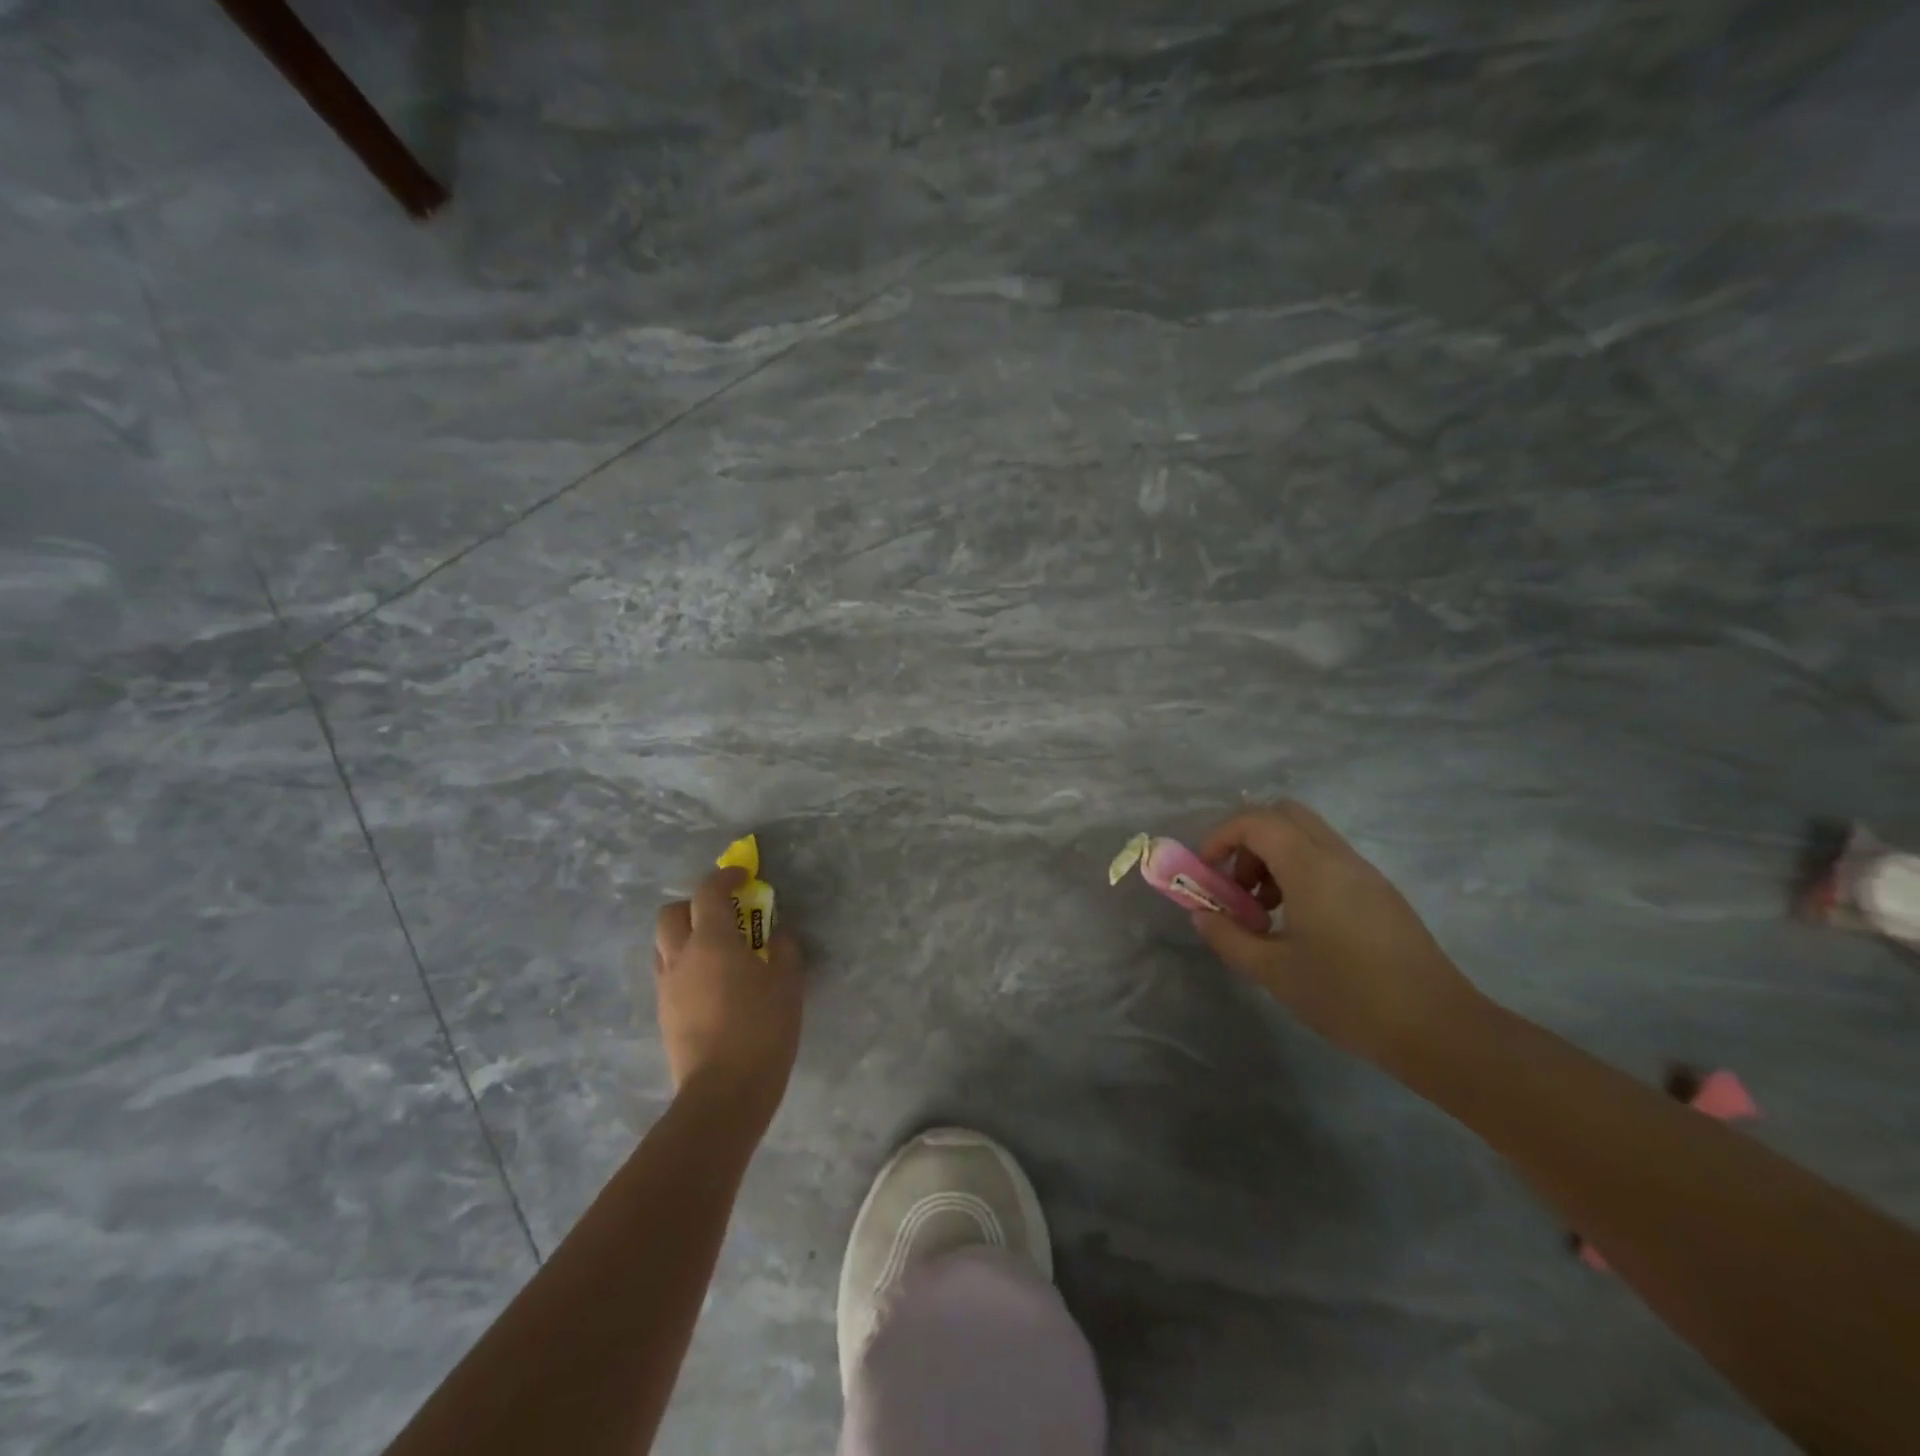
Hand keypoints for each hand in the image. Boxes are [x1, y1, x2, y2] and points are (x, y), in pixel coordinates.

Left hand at [653, 867, 803, 1124]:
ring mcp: (667, 987)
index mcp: (712, 941)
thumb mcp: (787, 983)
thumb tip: (776, 935)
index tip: (742, 876)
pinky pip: (669, 974)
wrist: (724, 1092)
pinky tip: (712, 985)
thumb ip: (783, 949)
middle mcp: (681, 957)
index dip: (724, 877)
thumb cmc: (762, 1029)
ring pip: (665, 945)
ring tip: (717, 951)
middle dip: (694, 904)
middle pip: (671, 913)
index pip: (708, 893)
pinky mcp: (664, 1014)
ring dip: (686, 935)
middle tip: (722, 913)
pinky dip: (686, 965)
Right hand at [1188, 802, 1482, 1067]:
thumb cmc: (1347, 996)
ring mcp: (1364, 872)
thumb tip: (1201, 915)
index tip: (1206, 873)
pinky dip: (1300, 873)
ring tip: (1265, 912)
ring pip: (1307, 836)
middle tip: (1238, 886)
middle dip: (1248, 841)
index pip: (1255, 821)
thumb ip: (1228, 937)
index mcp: (1310, 868)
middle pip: (1283, 815)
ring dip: (1274, 858)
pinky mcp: (1379, 892)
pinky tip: (1300, 924)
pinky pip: (1328, 859)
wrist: (1437, 1028)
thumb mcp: (1272, 971)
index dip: (1220, 837)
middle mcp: (1338, 857)